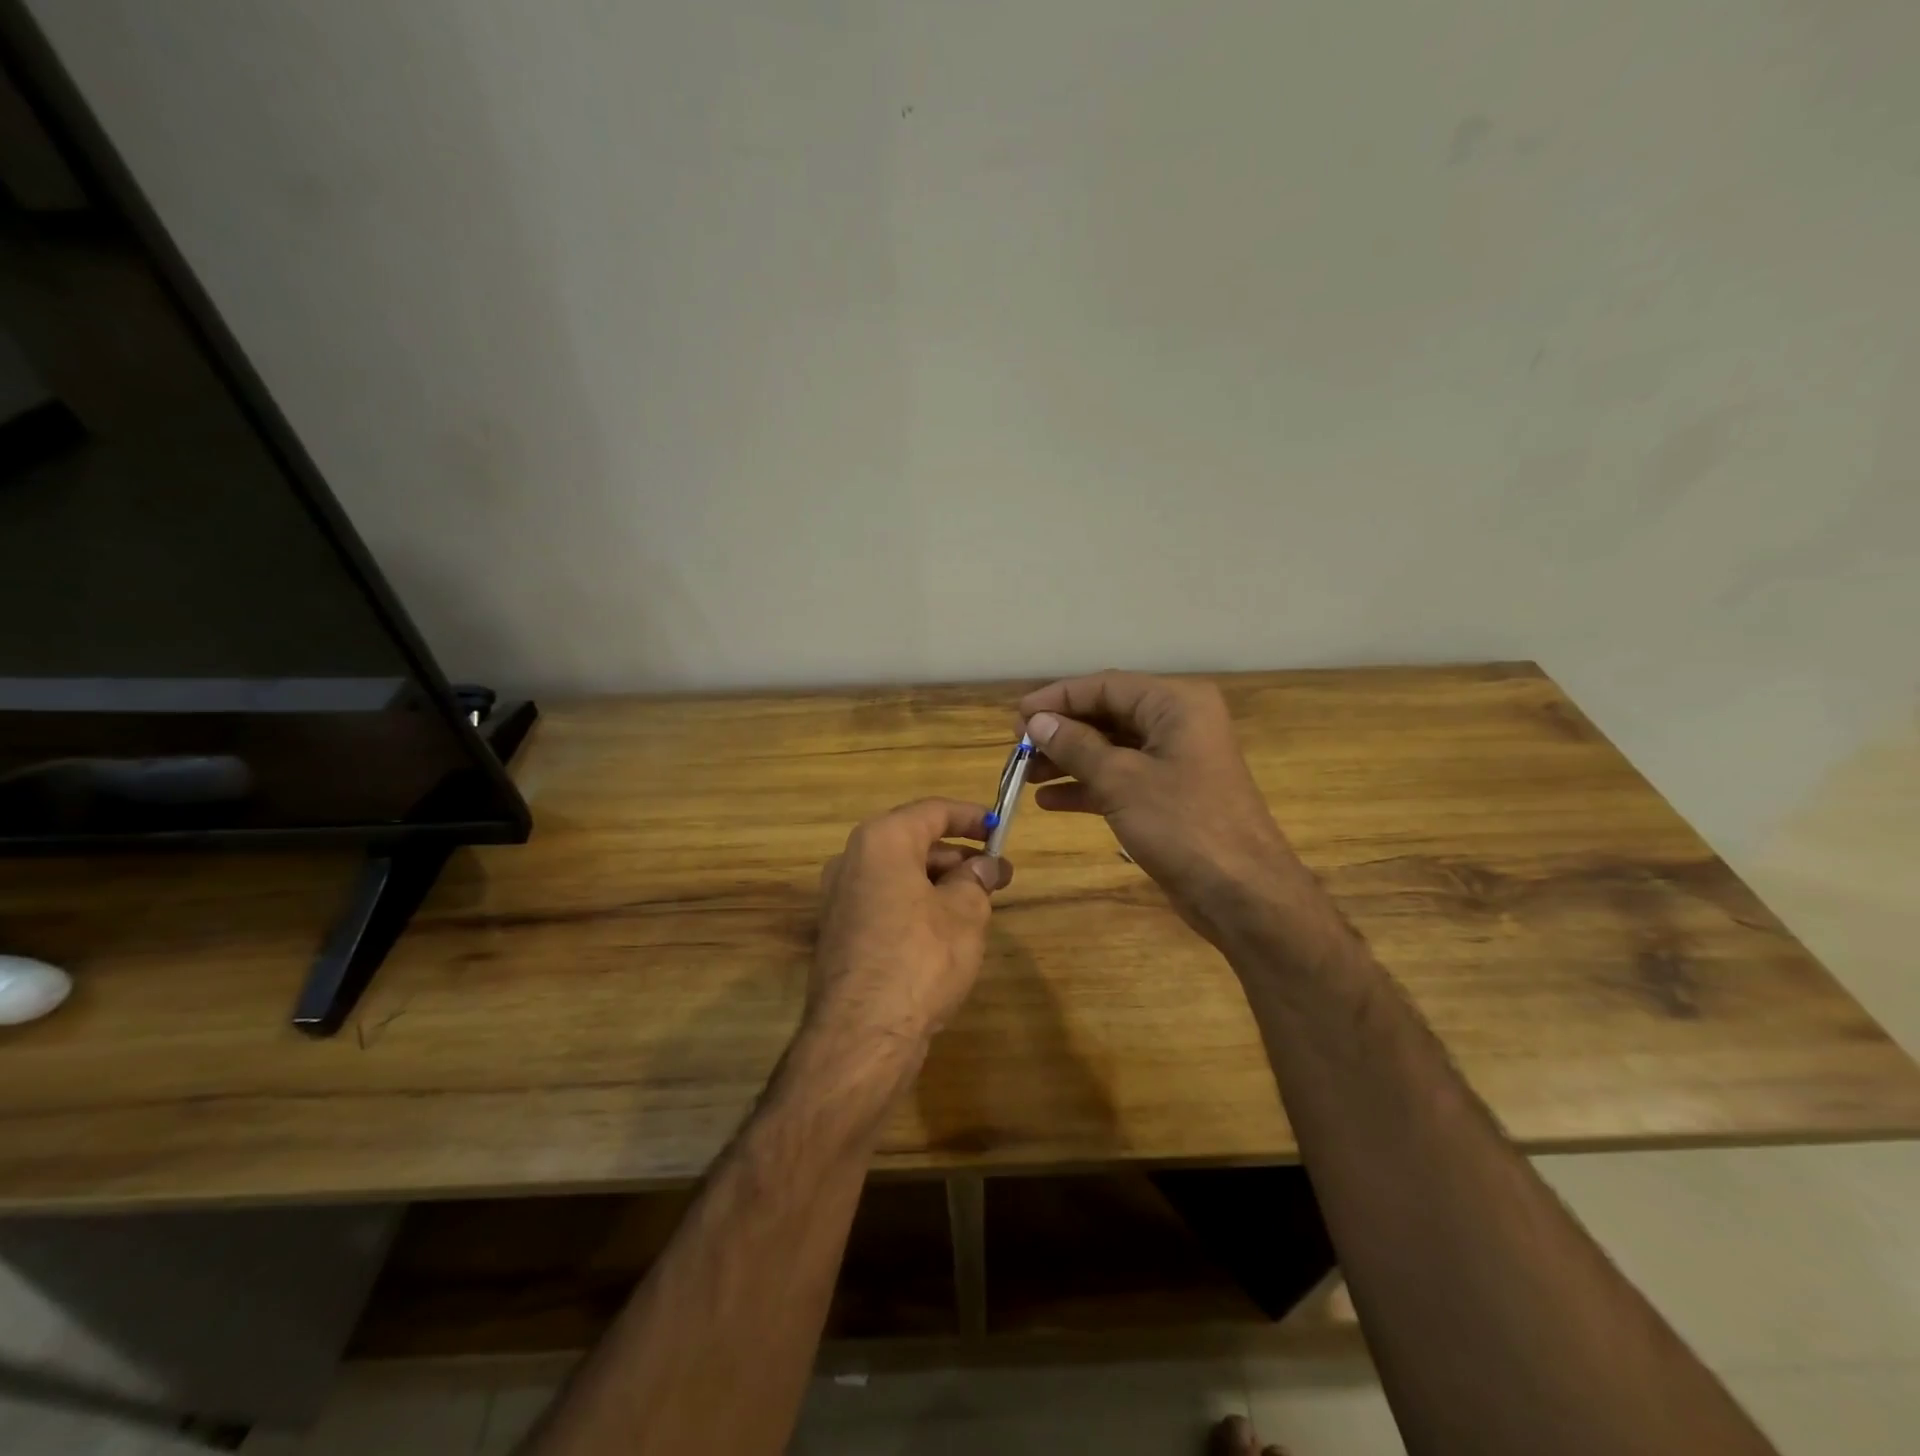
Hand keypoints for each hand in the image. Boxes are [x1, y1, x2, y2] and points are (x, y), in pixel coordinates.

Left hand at [807, 798, 1011, 1067]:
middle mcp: (852, 860)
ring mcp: (840, 898)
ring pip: (898, 875)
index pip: (932, 811)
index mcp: (881, 841)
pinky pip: (884, 902)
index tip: (999, 827)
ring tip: (977, 905)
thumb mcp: (964, 913)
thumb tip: (984, 865)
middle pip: (913, 843)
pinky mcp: (839, 933)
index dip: (970, 816)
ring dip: (938, 883)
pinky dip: (915, 905)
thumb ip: (975, 880)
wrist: (862, 1034)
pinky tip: (944, 931)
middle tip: (996, 875)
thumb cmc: (920, 957)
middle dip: (957, 856)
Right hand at [1020, 671, 1310, 946]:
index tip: (1017, 716)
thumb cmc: (1183, 825)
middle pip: (1107, 715)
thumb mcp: (1122, 780)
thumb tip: (1036, 721)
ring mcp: (1175, 761)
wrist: (1242, 894)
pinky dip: (1087, 786)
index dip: (1058, 698)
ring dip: (1068, 760)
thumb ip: (1076, 746)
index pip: (1106, 686)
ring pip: (1111, 749)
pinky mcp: (1169, 795)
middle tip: (1018, 748)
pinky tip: (1050, 801)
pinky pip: (1120, 779)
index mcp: (1176, 704)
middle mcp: (1177, 723)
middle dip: (1061, 731)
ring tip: (1025, 775)